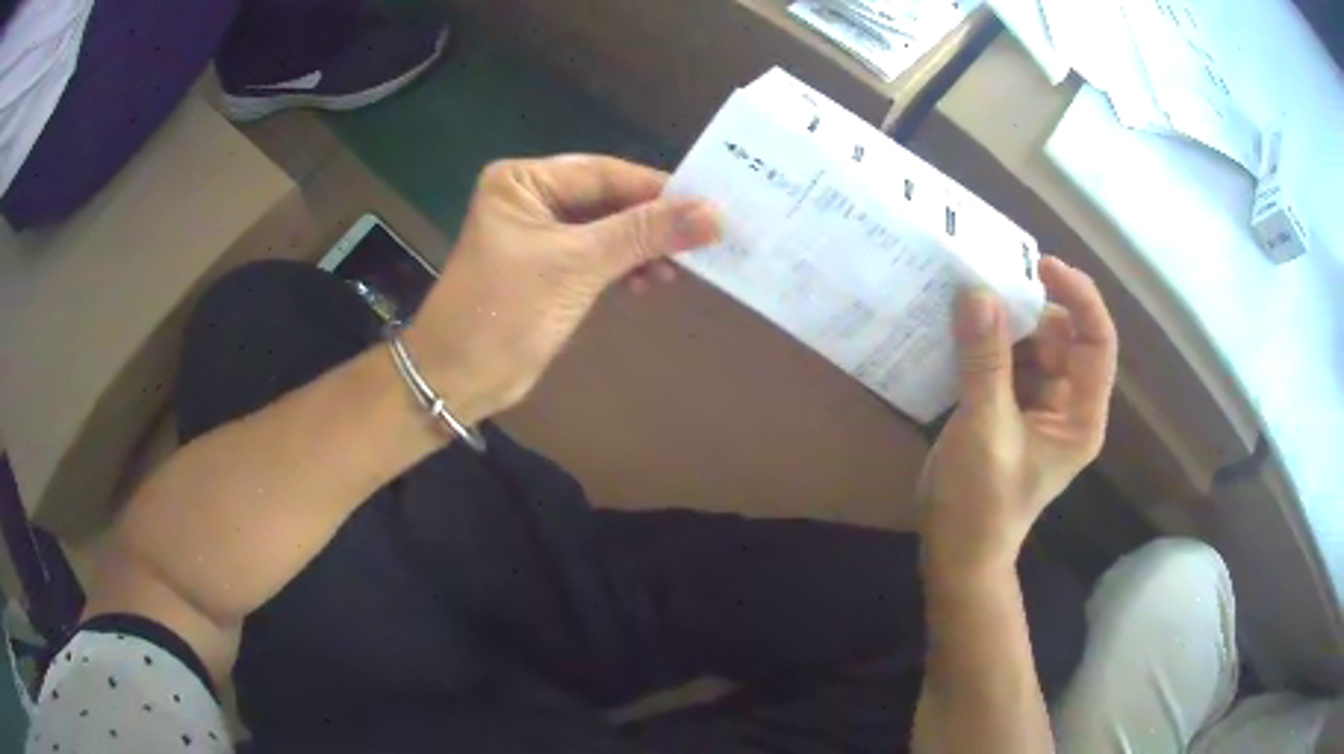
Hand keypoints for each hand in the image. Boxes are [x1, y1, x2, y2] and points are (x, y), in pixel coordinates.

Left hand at [403, 155, 720, 423]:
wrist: (458, 380)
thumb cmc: (505, 312)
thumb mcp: (578, 265)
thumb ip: (645, 233)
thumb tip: (715, 213)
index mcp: (523, 181)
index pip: (605, 174)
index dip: (659, 190)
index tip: (712, 205)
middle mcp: (530, 198)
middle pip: (608, 200)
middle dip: (652, 222)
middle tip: (703, 239)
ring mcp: (539, 234)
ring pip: (607, 229)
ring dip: (642, 247)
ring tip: (678, 269)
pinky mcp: (548, 267)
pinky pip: (597, 255)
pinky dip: (624, 266)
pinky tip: (649, 281)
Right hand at [917, 257, 1118, 577]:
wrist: (956, 552)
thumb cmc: (981, 501)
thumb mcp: (986, 428)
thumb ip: (985, 360)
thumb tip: (978, 292)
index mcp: (1081, 414)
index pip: (1097, 340)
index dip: (1079, 297)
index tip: (1041, 267)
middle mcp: (1068, 404)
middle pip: (1063, 336)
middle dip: (1031, 308)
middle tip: (988, 282)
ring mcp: (1038, 407)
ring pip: (1032, 345)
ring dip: (1005, 323)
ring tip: (967, 299)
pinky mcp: (1010, 409)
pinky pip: (1006, 362)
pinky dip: (987, 343)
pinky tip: (959, 329)